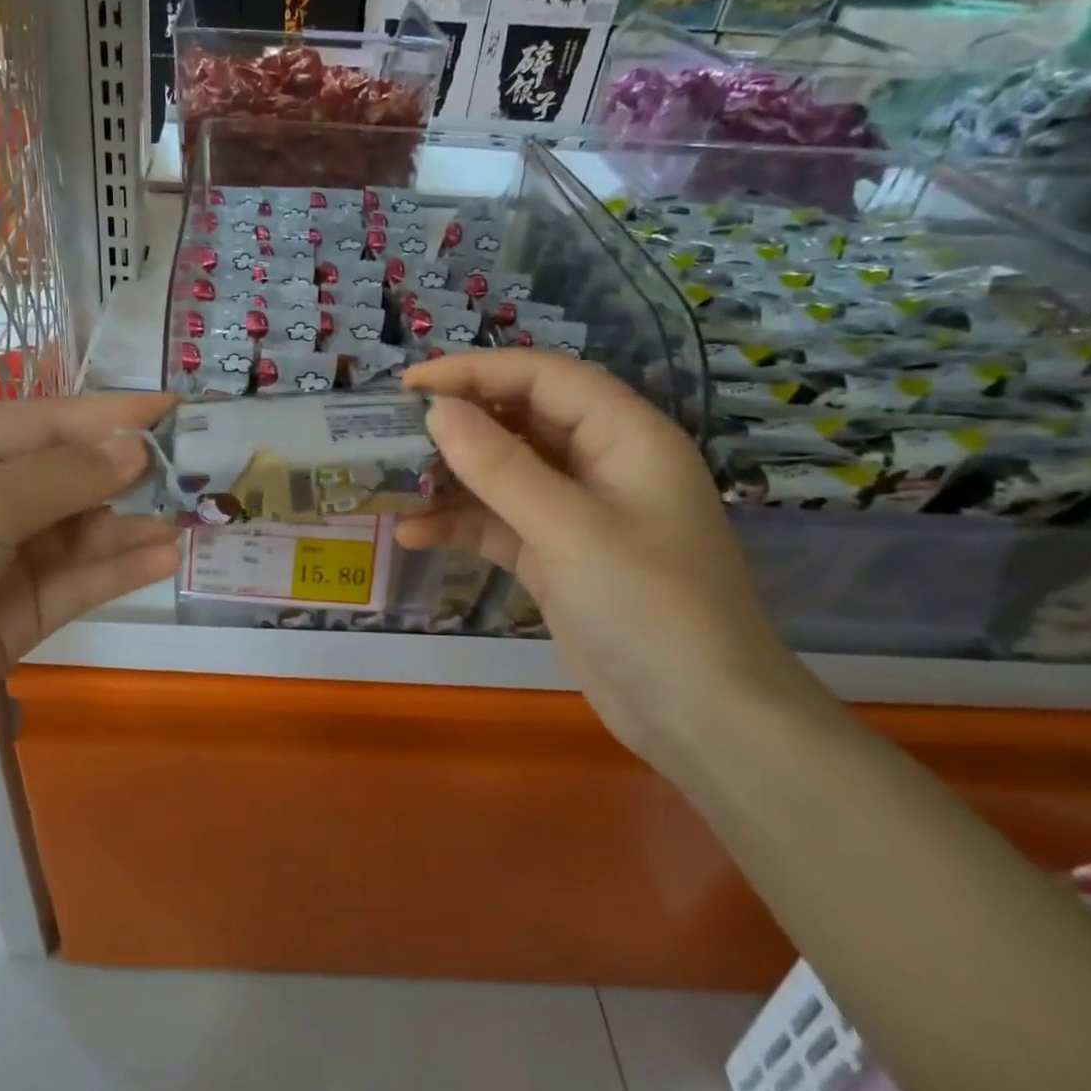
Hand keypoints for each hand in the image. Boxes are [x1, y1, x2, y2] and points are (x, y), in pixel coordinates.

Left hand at [0, 393, 180, 795]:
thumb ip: (59, 478)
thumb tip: (136, 450)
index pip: (48, 423)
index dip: (111, 414)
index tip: (175, 407)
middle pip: (71, 476)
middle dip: (130, 472)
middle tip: (199, 469)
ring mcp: (3, 562)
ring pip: (83, 532)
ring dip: (132, 523)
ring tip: (191, 518)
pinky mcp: (20, 616)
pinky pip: (79, 583)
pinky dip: (120, 569)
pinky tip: (163, 558)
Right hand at [397, 351, 806, 767]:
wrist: (701, 719)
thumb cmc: (650, 607)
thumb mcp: (570, 529)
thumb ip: (500, 466)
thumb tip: (438, 410)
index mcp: (625, 436)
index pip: (543, 378)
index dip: (475, 371)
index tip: (410, 385)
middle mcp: (602, 464)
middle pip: (519, 421)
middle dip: (457, 425)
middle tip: (390, 433)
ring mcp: (577, 513)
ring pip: (503, 474)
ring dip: (450, 479)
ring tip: (392, 485)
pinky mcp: (556, 556)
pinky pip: (499, 523)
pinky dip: (459, 525)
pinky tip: (414, 534)